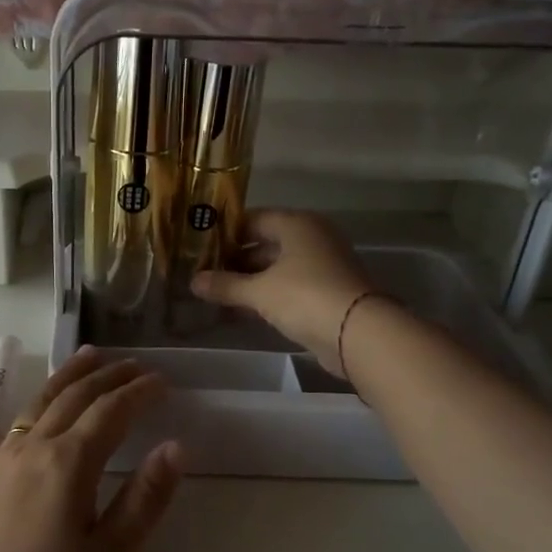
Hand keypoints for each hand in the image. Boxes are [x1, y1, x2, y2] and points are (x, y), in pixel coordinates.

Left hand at [0, 348, 183, 551]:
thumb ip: (143, 498)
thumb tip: (175, 446)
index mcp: (67, 463)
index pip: (111, 412)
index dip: (139, 393)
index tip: (164, 382)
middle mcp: (31, 449)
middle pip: (73, 396)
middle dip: (107, 376)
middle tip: (135, 364)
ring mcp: (0, 462)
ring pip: (39, 402)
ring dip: (69, 377)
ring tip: (89, 357)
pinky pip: (18, 422)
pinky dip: (41, 401)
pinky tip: (43, 409)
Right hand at [192, 210, 374, 375]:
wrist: (358, 332)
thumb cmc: (305, 296)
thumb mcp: (259, 291)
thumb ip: (225, 285)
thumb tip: (193, 281)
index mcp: (297, 224)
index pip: (253, 219)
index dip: (225, 232)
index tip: (199, 247)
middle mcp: (311, 238)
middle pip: (265, 244)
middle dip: (234, 261)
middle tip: (203, 274)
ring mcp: (322, 266)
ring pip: (276, 268)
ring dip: (248, 281)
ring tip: (215, 294)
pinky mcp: (326, 292)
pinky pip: (288, 287)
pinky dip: (266, 296)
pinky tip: (241, 310)